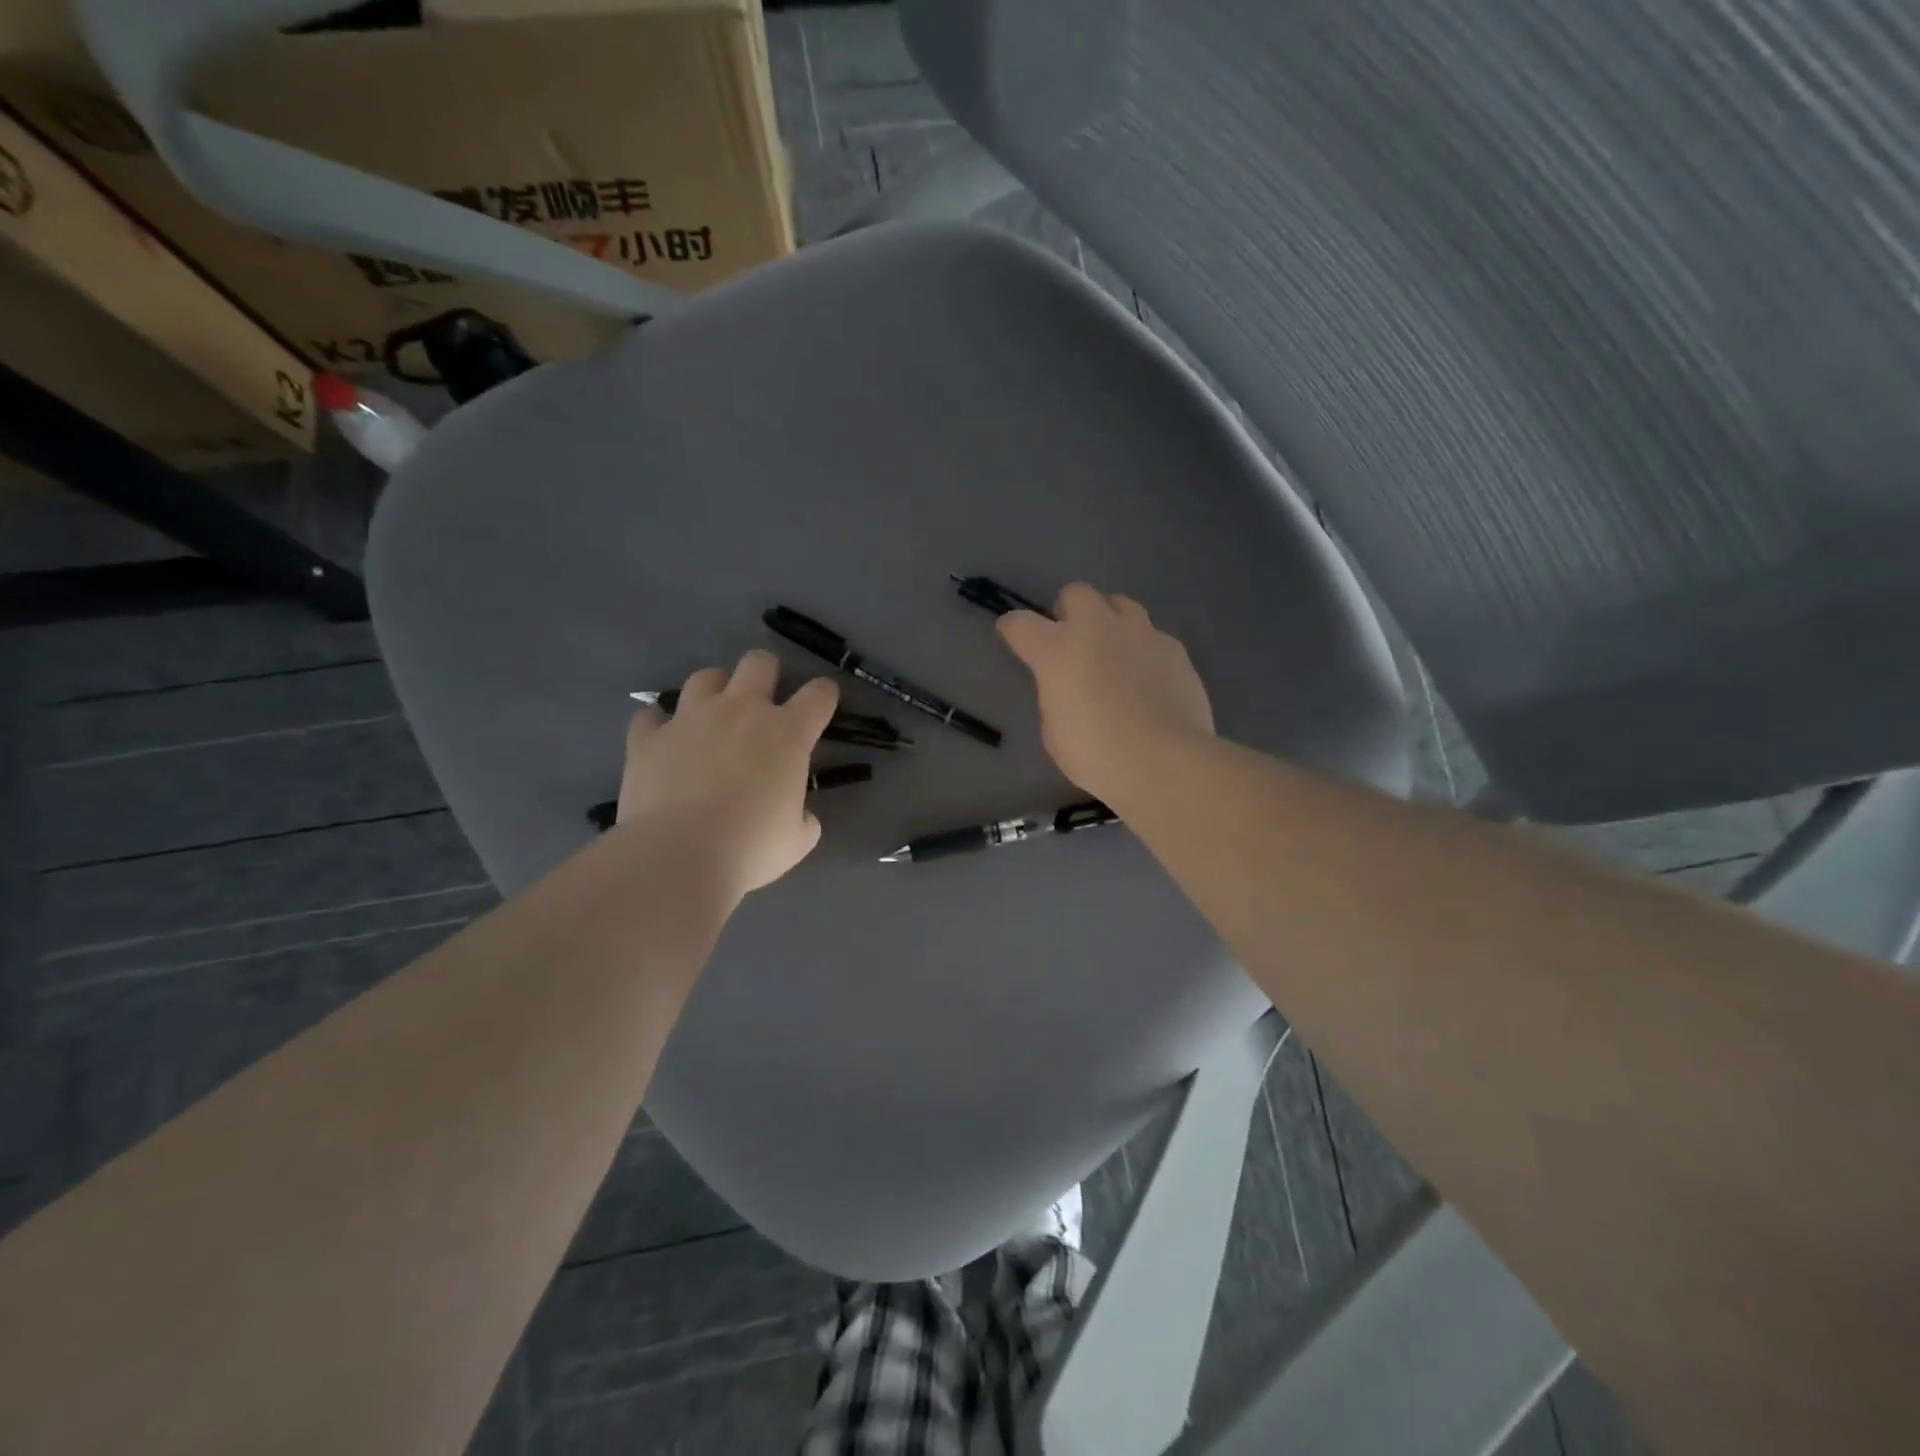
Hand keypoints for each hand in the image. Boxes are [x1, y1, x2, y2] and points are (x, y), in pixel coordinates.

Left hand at [616, 650, 839, 898]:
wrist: (679, 855)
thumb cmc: (752, 847)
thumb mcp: (797, 840)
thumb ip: (803, 818)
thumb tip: (800, 816)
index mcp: (787, 732)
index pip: (819, 694)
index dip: (824, 696)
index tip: (822, 706)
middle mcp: (741, 711)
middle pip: (759, 663)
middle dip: (766, 674)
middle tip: (764, 703)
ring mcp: (691, 718)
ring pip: (705, 677)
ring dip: (714, 692)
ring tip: (713, 718)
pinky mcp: (649, 737)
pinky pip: (651, 717)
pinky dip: (658, 726)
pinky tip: (663, 743)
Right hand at [997, 583, 1213, 805]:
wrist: (1163, 763)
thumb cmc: (1096, 754)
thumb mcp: (1054, 730)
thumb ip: (1056, 694)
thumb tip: (1068, 685)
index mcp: (1057, 650)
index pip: (1020, 623)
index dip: (1012, 629)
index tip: (1013, 637)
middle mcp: (1097, 628)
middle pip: (1076, 593)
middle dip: (1069, 611)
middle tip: (1072, 640)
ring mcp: (1141, 633)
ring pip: (1120, 604)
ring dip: (1110, 621)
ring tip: (1114, 652)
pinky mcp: (1174, 648)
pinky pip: (1152, 636)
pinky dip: (1143, 650)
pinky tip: (1148, 679)